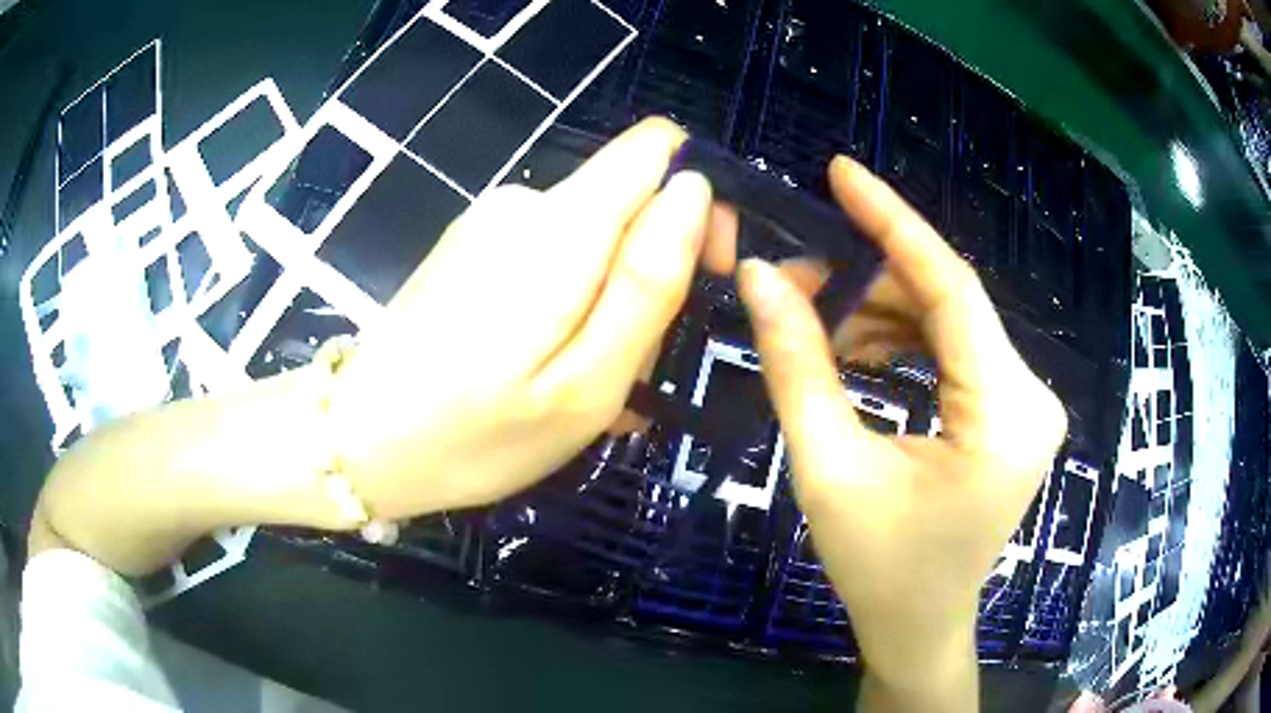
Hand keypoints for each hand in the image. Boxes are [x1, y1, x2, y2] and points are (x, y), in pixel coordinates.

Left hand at [330, 118, 720, 517]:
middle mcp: (525, 203)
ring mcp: (492, 223)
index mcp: (559, 226)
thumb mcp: (585, 385)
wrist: (360, 443)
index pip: (656, 149)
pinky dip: (569, 307)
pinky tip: (544, 368)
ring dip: (608, 305)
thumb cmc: (473, 436)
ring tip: (581, 384)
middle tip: (624, 368)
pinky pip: (552, 259)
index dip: (694, 201)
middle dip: (649, 276)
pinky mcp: (473, 247)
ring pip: (594, 240)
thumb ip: (647, 282)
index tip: (698, 273)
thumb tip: (693, 190)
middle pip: (629, 204)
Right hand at [737, 157, 1066, 710]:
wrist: (920, 625)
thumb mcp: (829, 468)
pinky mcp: (1013, 411)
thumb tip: (759, 276)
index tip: (841, 171)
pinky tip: (859, 352)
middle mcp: (1032, 396)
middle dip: (870, 280)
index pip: (951, 287)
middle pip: (949, 302)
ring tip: (817, 326)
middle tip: (795, 280)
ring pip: (951, 321)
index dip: (893, 221)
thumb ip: (797, 366)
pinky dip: (905, 340)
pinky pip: (957, 349)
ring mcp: (1028, 403)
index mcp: (1003, 414)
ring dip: (883, 312)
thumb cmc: (878, 568)